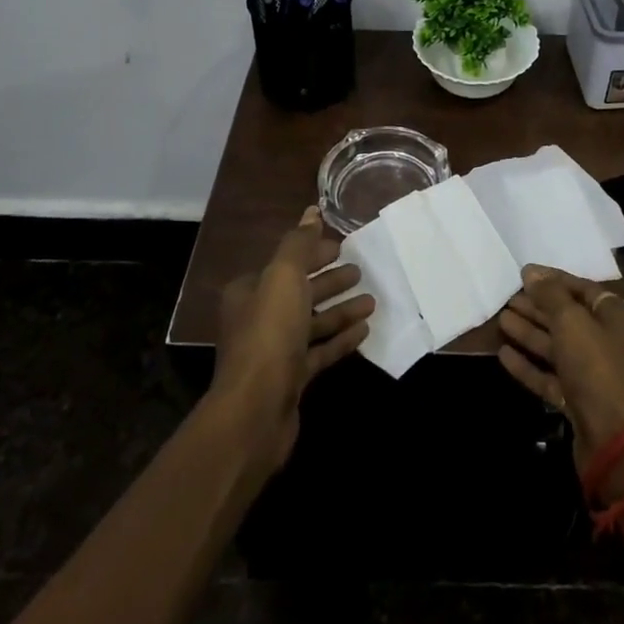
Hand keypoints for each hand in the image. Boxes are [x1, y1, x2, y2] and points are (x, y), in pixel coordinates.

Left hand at [211, 207, 373, 472]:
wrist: (255, 412)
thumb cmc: (269, 334)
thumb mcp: (284, 277)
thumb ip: (299, 243)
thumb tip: (312, 211)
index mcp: (250, 290)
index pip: (286, 263)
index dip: (314, 253)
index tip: (343, 247)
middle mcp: (258, 318)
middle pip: (300, 292)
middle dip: (330, 281)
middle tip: (361, 271)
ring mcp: (275, 351)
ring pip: (313, 322)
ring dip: (341, 309)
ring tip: (372, 300)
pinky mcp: (291, 379)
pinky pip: (320, 351)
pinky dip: (340, 339)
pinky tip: (365, 331)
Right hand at [497, 267, 623, 484]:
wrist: (615, 442)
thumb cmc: (597, 368)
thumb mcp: (572, 322)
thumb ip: (550, 295)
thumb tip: (531, 272)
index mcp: (618, 318)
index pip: (583, 289)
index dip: (554, 280)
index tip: (525, 274)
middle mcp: (609, 343)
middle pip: (568, 319)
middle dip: (538, 308)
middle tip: (509, 298)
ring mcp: (594, 375)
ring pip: (557, 348)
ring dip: (530, 333)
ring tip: (502, 320)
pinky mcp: (579, 402)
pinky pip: (551, 377)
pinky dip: (529, 365)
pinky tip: (504, 355)